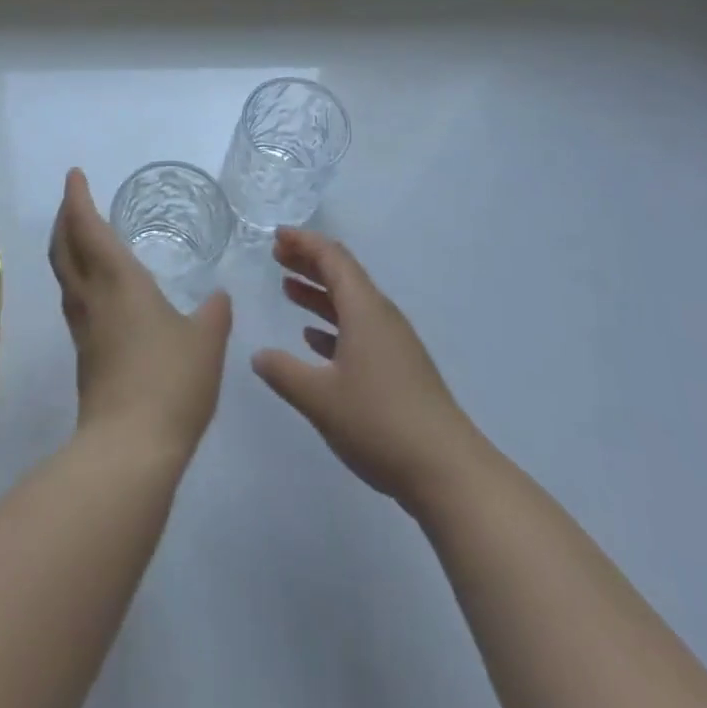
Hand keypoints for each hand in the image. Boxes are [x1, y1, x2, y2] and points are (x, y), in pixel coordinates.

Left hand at [48, 169, 231, 462]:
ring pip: (65, 275)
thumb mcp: (206, 341)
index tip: (74, 175)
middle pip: (64, 248)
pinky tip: (99, 289)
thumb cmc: (170, 381)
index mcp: (118, 281)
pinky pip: (75, 300)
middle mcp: (93, 298)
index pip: (88, 228)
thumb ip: (214, 313)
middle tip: (74, 199)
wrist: (130, 448)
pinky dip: (78, 277)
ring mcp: (84, 328)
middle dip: (65, 219)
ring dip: (67, 248)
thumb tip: (219, 297)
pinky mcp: (85, 355)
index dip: (78, 199)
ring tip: (82, 236)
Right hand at [252, 229, 477, 511]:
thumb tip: (259, 355)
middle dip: (309, 261)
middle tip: (277, 255)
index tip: (277, 236)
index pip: (333, 258)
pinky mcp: (399, 368)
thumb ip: (284, 372)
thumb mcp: (320, 397)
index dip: (304, 243)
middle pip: (343, 275)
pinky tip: (314, 338)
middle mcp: (381, 317)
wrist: (447, 471)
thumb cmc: (379, 422)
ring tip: (288, 288)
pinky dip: (333, 323)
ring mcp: (393, 343)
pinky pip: (360, 329)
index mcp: (365, 310)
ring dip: (319, 292)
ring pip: (351, 303)